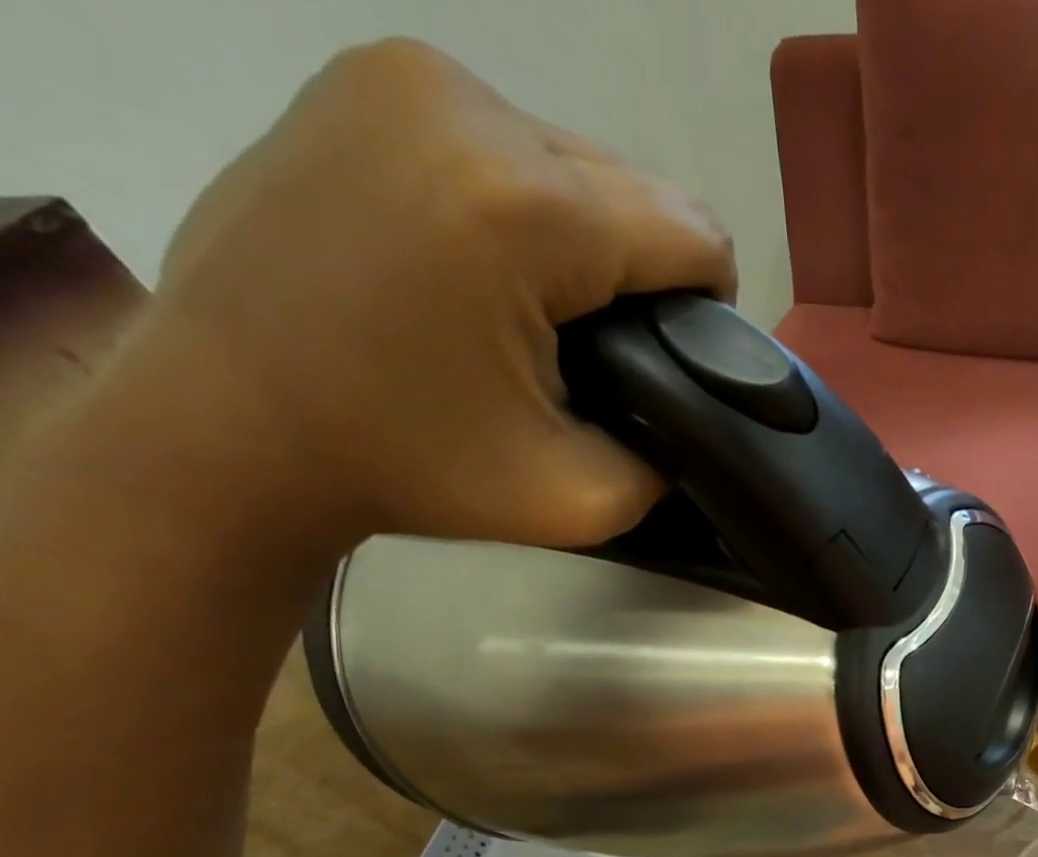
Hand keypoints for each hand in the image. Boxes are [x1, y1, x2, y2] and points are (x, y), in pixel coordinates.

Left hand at [129, 39, 734, 550]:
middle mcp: (471, 109)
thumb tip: (695, 414)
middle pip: (644, 189)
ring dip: (594, 239)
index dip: (710, 308)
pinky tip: (493, 264)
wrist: (230, 424)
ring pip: (584, 162)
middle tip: (599, 351)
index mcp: (526, 210)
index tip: (671, 365)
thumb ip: (670, 456)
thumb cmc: (410, 469)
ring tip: (544, 311)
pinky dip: (534, 207)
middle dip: (646, 274)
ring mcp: (409, 77)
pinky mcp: (370, 79)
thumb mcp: (581, 500)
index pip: (696, 234)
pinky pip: (515, 142)